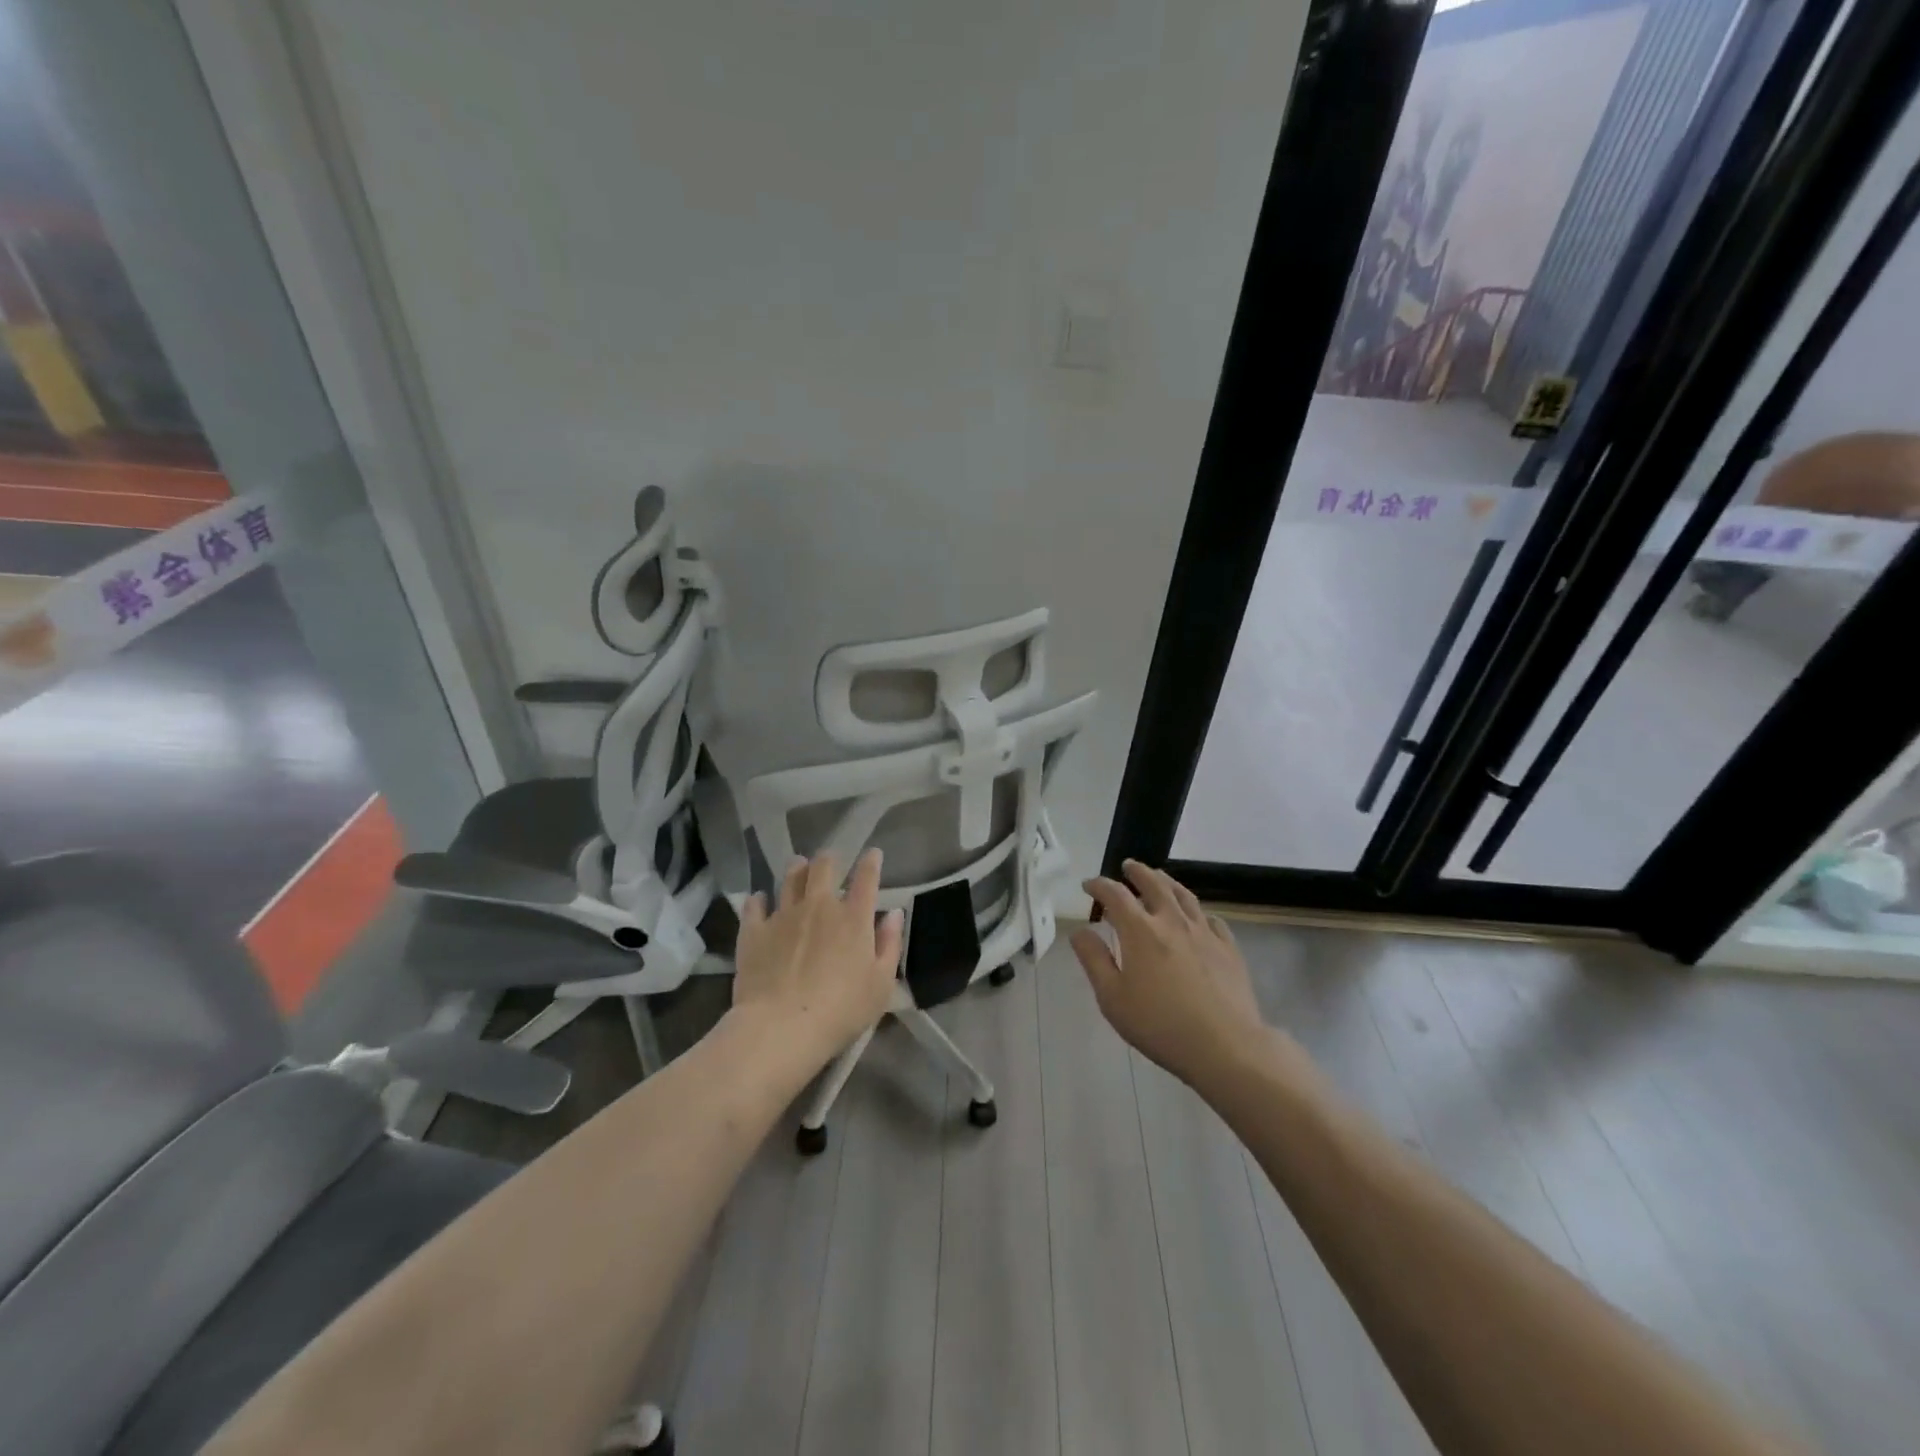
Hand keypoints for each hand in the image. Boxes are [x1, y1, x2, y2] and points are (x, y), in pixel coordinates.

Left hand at [731, 848, 903, 1068]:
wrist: (782, 1027)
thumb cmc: (841, 1010)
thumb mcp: (881, 983)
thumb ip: (889, 944)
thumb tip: (893, 914)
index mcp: (853, 917)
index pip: (866, 877)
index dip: (871, 862)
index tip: (872, 854)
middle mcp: (819, 906)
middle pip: (823, 867)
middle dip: (828, 859)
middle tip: (829, 861)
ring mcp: (783, 915)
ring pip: (789, 878)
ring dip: (796, 869)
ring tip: (798, 867)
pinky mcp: (754, 931)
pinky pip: (754, 905)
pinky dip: (759, 899)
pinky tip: (760, 900)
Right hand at [1070, 860, 1270, 1091]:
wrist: (1225, 1046)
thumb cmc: (1159, 1024)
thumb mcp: (1112, 998)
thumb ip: (1094, 960)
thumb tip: (1079, 931)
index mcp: (1140, 931)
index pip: (1115, 895)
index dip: (1099, 885)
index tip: (1088, 885)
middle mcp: (1172, 921)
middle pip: (1153, 884)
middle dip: (1137, 872)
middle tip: (1127, 866)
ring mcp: (1204, 932)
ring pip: (1184, 896)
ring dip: (1167, 882)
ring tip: (1159, 877)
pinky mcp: (1228, 948)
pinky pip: (1211, 919)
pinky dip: (1198, 912)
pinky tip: (1197, 918)